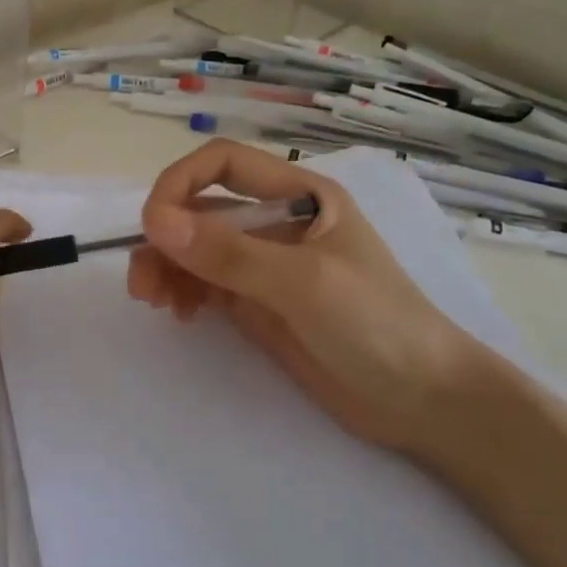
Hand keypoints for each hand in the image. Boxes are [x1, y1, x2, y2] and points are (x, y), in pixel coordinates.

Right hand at [127, 139, 487, 451]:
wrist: (424, 401)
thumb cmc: (377, 325)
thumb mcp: (303, 283)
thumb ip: (228, 253)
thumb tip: (154, 223)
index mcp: (299, 196)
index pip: (222, 164)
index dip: (179, 183)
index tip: (152, 225)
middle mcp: (276, 222)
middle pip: (201, 210)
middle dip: (166, 237)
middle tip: (142, 281)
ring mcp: (265, 265)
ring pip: (196, 249)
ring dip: (167, 268)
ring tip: (156, 302)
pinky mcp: (258, 304)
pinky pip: (206, 284)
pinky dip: (184, 292)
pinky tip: (181, 314)